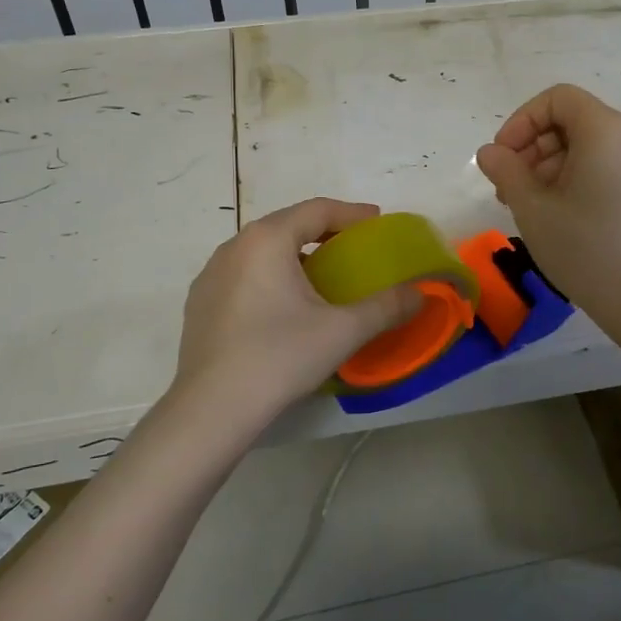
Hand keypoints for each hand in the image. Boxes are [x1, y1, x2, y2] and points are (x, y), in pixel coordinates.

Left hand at [169, 198, 419, 431]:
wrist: (211, 410)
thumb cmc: (279, 357)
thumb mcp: (342, 331)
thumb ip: (386, 307)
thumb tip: (420, 294)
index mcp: (267, 240)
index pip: (317, 210)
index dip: (351, 213)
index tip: (377, 222)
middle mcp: (234, 246)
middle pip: (287, 225)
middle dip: (324, 232)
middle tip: (354, 248)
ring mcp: (211, 275)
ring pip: (262, 251)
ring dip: (295, 255)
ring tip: (321, 278)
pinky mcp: (200, 303)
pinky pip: (244, 275)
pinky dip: (271, 277)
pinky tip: (284, 307)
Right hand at [475, 85, 620, 325]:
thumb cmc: (585, 247)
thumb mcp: (533, 207)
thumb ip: (505, 170)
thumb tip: (490, 152)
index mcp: (604, 130)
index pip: (557, 98)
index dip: (521, 121)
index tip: (502, 157)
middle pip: (569, 121)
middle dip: (530, 146)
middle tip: (506, 187)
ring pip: (581, 146)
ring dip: (544, 166)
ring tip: (523, 206)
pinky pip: (598, 167)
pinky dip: (568, 179)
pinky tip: (550, 215)